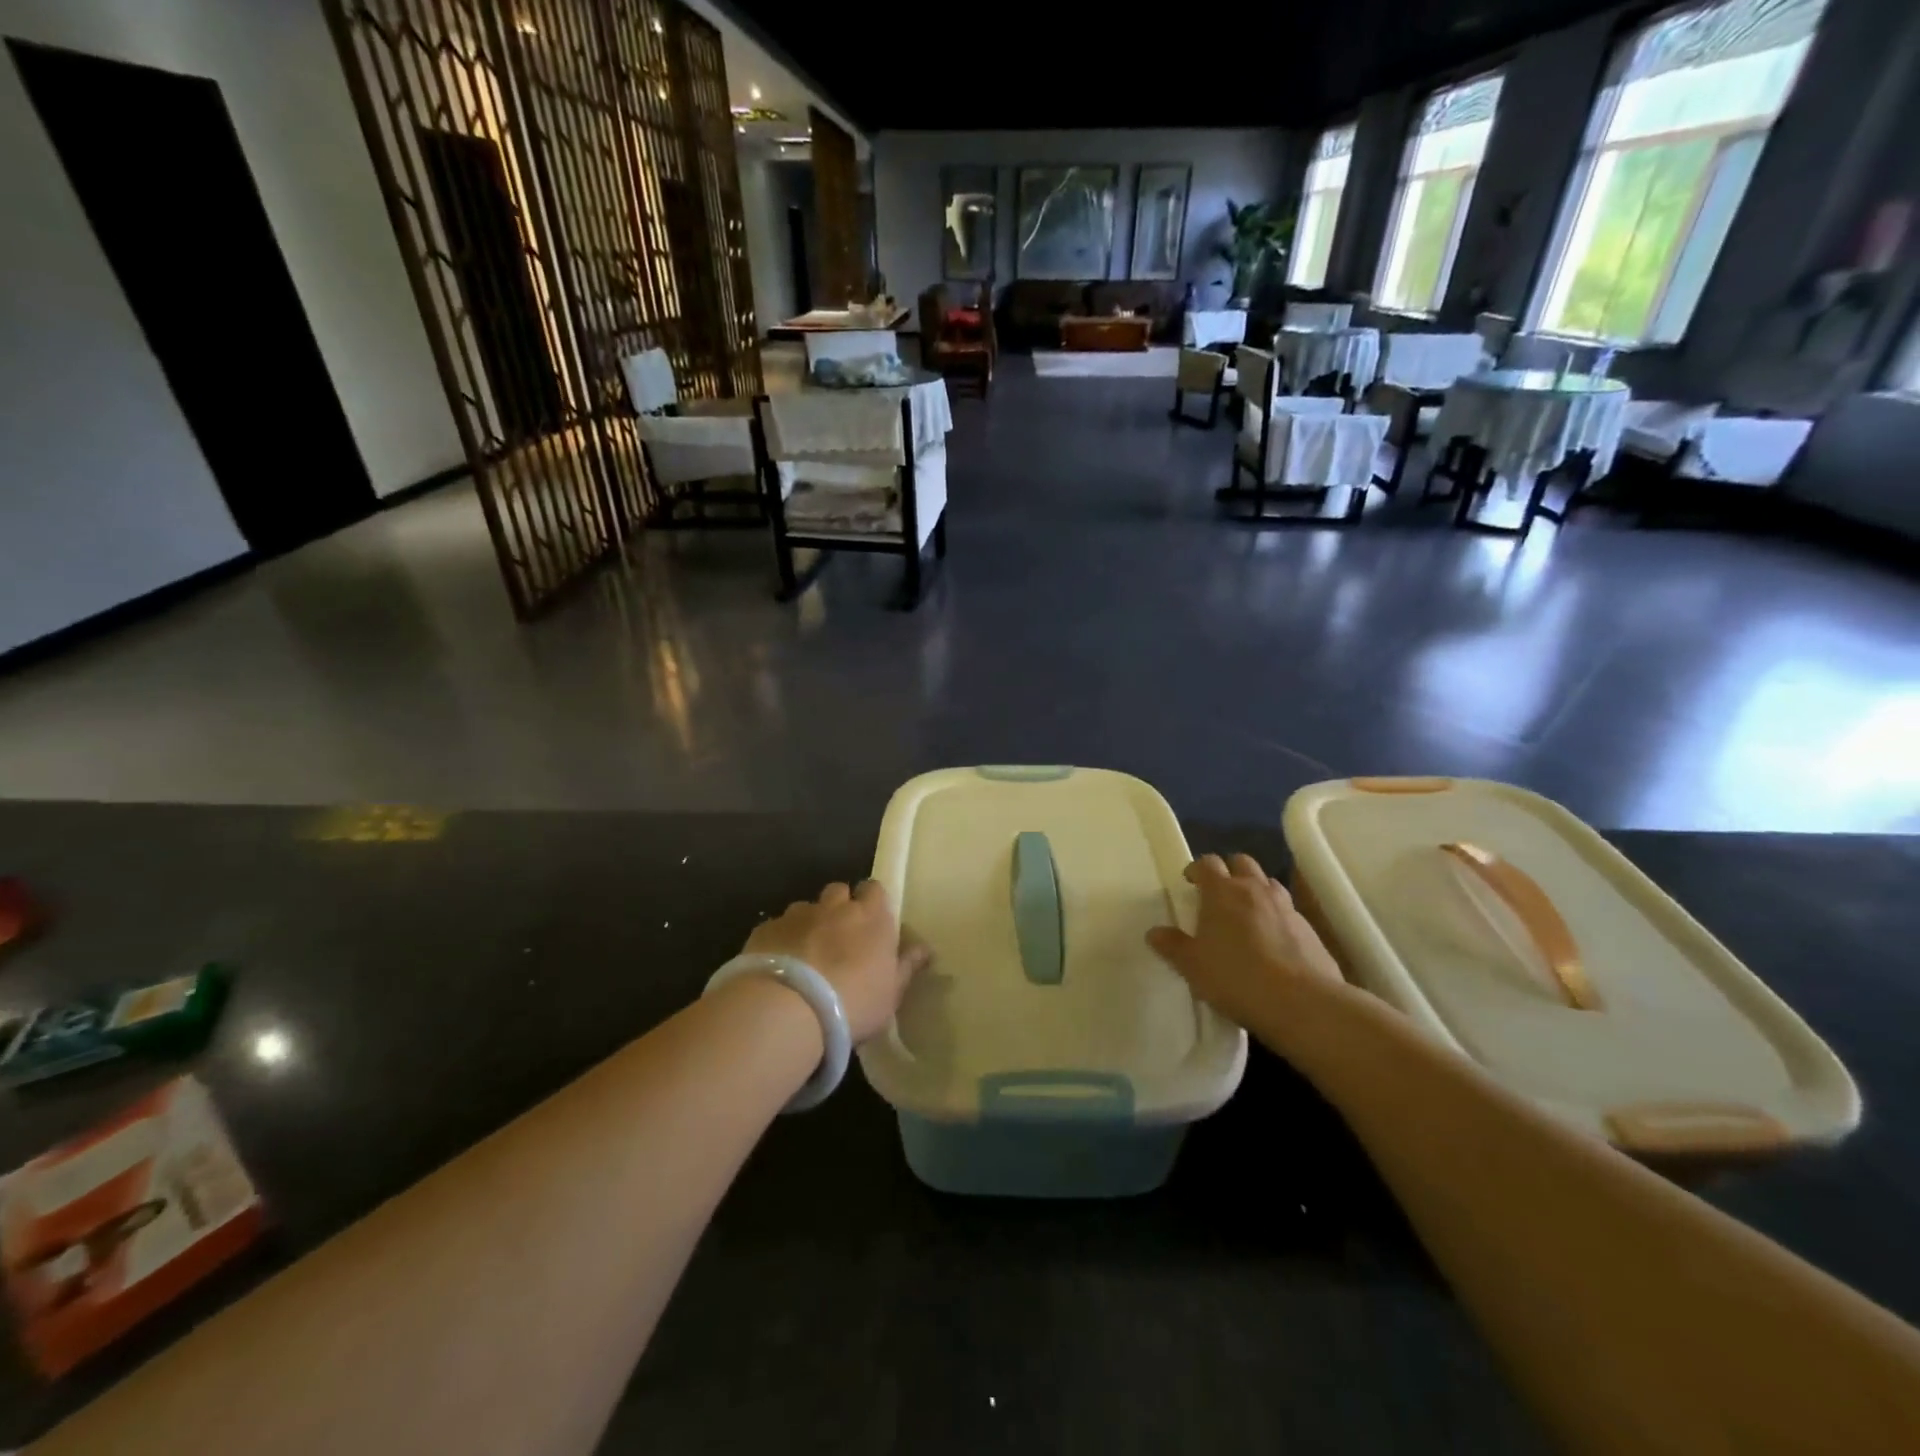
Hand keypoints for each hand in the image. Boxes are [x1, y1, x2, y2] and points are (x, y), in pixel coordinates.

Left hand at [742, 881, 927, 1041]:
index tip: (871, 922)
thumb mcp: (891, 993)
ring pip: (806, 908)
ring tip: (805, 955)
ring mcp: (797, 915)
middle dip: (839, 907)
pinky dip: (780, 941)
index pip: (875, 889)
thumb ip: (906, 966)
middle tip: (838, 939)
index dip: (872, 901)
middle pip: (839, 891)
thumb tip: (925, 948)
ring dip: (809, 924)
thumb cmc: (853, 1002)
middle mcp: (835, 907)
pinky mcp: (765, 930)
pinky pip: (777, 927)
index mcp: (871, 917)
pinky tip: (777, 967)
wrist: (788, 1009)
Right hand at [1145, 853, 1343, 1027]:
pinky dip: (1277, 916)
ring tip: (1246, 914)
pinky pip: (1288, 911)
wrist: (1302, 1002)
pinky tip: (1272, 941)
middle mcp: (1255, 890)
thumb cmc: (1236, 977)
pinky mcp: (1309, 929)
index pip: (1208, 863)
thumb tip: (1154, 933)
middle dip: (1229, 871)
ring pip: (1268, 883)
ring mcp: (1286, 907)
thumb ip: (1172, 946)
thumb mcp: (1193, 966)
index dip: (1197, 869)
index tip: (1190, 882)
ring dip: (1255, 890)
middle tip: (1218, 894)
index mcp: (1222, 892)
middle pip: (1241, 862)